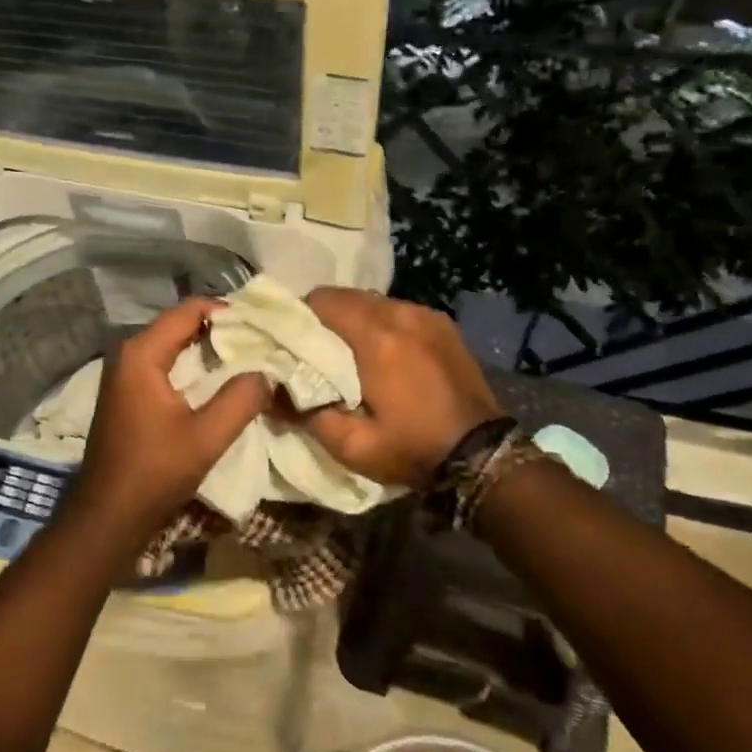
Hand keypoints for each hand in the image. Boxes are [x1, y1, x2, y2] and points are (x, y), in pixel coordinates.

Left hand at [74, 297, 270, 540]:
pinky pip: (165, 365)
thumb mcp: (206, 437)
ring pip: (174, 346)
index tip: (262, 325)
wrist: (108, 516)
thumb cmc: (154, 473)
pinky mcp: (128, 393)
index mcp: (142, 353)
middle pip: (181, 324)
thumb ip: (241, 399)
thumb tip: (268, 372)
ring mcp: (125, 373)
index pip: (189, 310)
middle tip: (262, 341)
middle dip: (221, 330)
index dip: (227, 312)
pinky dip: (193, 368)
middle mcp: (128, 353)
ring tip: (250, 359)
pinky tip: (220, 382)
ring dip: (208, 350)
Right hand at [290, 288, 501, 487]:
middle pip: (347, 296)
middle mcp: (400, 314)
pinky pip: (398, 311)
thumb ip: (305, 413)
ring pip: (373, 301)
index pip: (322, 301)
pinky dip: (382, 324)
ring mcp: (425, 315)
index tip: (289, 340)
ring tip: (348, 351)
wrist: (482, 455)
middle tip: (314, 349)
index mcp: (376, 337)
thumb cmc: (413, 449)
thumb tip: (269, 392)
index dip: (299, 315)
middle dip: (324, 317)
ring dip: (354, 319)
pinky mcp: (442, 324)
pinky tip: (383, 353)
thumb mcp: (352, 445)